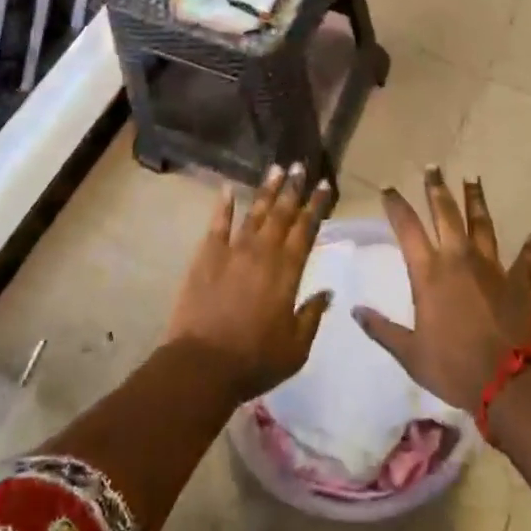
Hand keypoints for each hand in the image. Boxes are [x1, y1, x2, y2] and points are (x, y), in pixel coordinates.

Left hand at [166, 163, 333, 402]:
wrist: (202, 365)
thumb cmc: (254, 360)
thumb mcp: (296, 348)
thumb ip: (312, 315)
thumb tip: (328, 292)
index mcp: (288, 272)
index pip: (306, 230)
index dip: (316, 206)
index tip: (324, 185)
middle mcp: (263, 253)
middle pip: (282, 214)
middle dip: (293, 188)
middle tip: (301, 165)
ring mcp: (233, 251)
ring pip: (254, 212)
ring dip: (266, 190)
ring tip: (276, 168)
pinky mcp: (206, 256)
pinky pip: (217, 224)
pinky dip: (223, 204)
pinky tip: (227, 188)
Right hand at [353, 167, 530, 410]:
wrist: (511, 382)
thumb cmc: (454, 367)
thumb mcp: (410, 354)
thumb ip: (382, 330)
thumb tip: (355, 310)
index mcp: (429, 273)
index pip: (407, 228)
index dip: (396, 205)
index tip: (388, 188)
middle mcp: (459, 259)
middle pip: (446, 214)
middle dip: (436, 189)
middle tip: (433, 167)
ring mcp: (492, 267)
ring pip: (482, 224)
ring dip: (476, 200)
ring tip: (472, 178)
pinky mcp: (519, 282)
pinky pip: (525, 260)